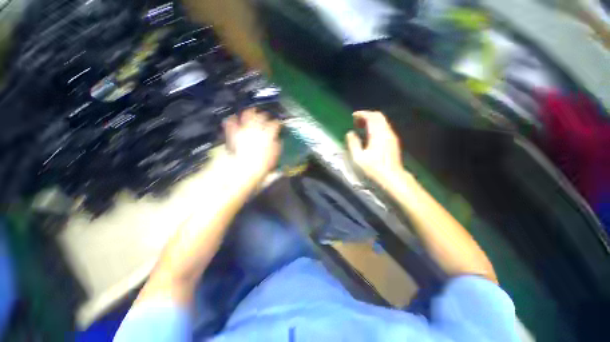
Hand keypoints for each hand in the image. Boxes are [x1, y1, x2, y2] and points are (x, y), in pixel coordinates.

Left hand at [223, 108, 280, 180]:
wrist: (243, 170)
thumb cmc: (261, 166)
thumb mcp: (274, 157)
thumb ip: (277, 147)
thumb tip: (278, 140)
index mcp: (268, 135)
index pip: (275, 124)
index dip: (277, 123)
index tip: (279, 124)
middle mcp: (257, 129)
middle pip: (262, 116)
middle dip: (265, 115)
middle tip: (266, 117)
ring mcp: (244, 130)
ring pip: (247, 115)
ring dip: (250, 112)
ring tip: (252, 111)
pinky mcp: (233, 134)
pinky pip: (231, 123)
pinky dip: (232, 120)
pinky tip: (233, 118)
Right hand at [346, 111, 402, 182]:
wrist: (392, 178)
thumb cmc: (373, 168)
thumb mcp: (358, 157)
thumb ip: (353, 143)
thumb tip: (350, 133)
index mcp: (378, 134)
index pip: (371, 117)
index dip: (362, 114)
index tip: (353, 116)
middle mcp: (386, 133)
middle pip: (378, 117)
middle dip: (367, 116)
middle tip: (356, 121)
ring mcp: (392, 137)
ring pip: (382, 122)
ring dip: (372, 121)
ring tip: (361, 127)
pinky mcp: (393, 142)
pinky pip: (384, 128)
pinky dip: (376, 127)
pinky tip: (370, 135)